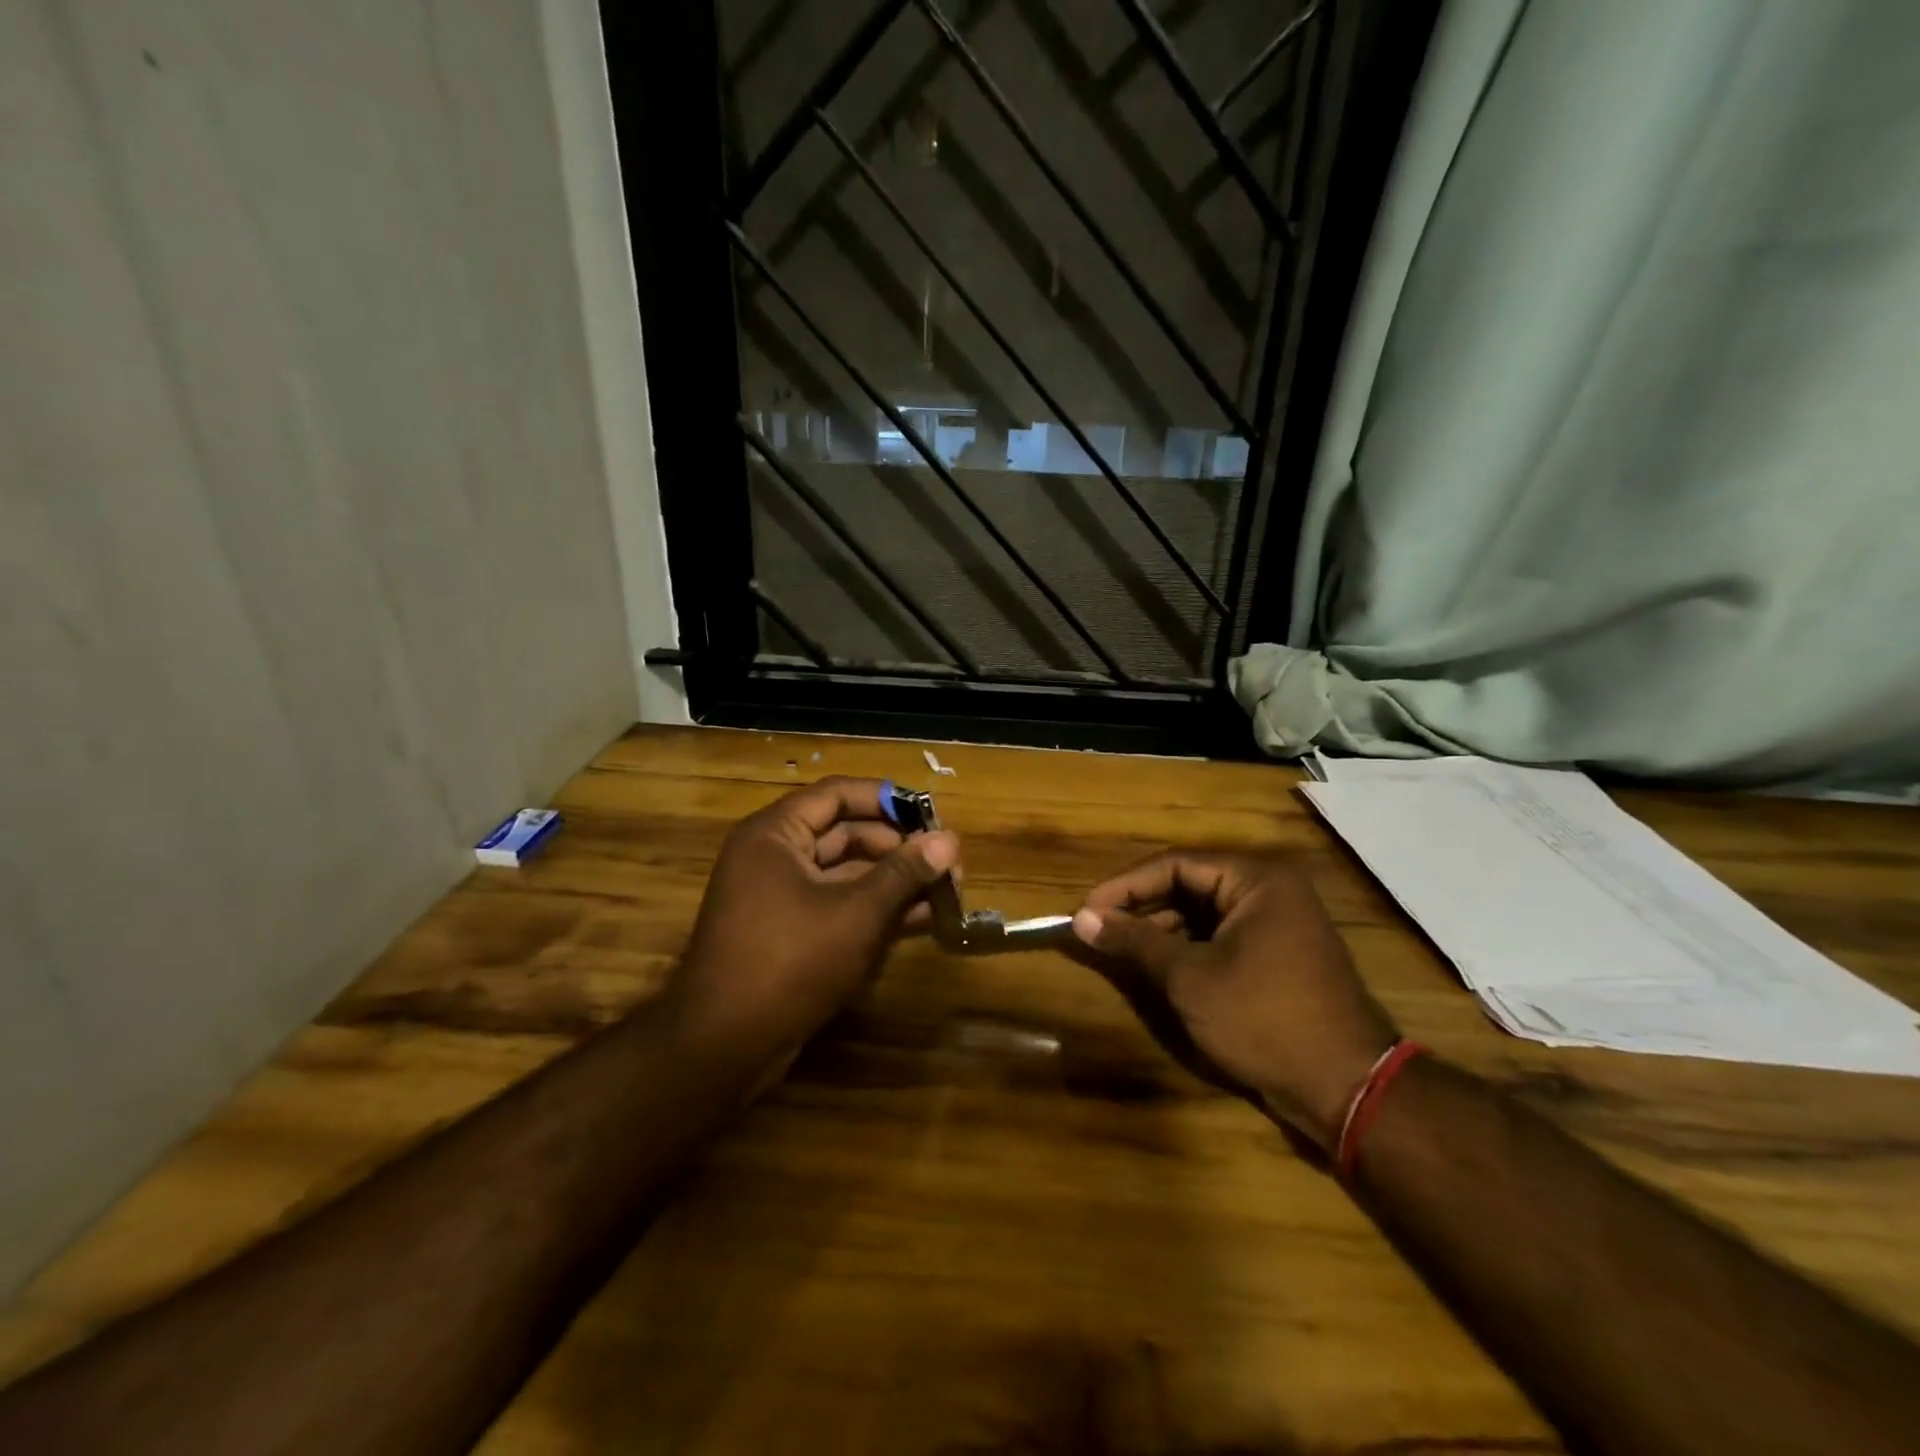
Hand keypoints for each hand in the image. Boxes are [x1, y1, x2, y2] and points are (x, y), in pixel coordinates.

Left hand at [669, 777, 957, 1061]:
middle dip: (899, 847)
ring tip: (947, 891)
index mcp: (775, 833)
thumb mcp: (855, 913)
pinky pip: (838, 905)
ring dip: (894, 881)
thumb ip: (903, 873)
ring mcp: (780, 896)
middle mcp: (774, 856)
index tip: (932, 814)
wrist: (723, 1046)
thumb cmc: (789, 962)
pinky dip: (876, 909)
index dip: (887, 800)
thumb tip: (950, 840)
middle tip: (948, 862)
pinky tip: (921, 919)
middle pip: (846, 833)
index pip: (837, 794)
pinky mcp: (790, 932)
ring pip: (847, 874)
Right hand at [1072, 853, 1397, 1149]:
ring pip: (1204, 912)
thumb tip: (1081, 919)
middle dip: (1141, 908)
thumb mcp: (1189, 977)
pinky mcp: (1279, 955)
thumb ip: (1134, 941)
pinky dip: (1187, 948)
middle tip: (1097, 929)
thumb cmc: (1263, 1018)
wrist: (1347, 1088)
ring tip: (1118, 949)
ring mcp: (1279, 923)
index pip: (1174, 865)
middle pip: (1189, 884)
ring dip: (1161, 929)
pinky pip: (1222, 936)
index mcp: (1256, 879)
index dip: (1124, 886)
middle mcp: (1270, 890)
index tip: (1085, 910)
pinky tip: (1157, 966)